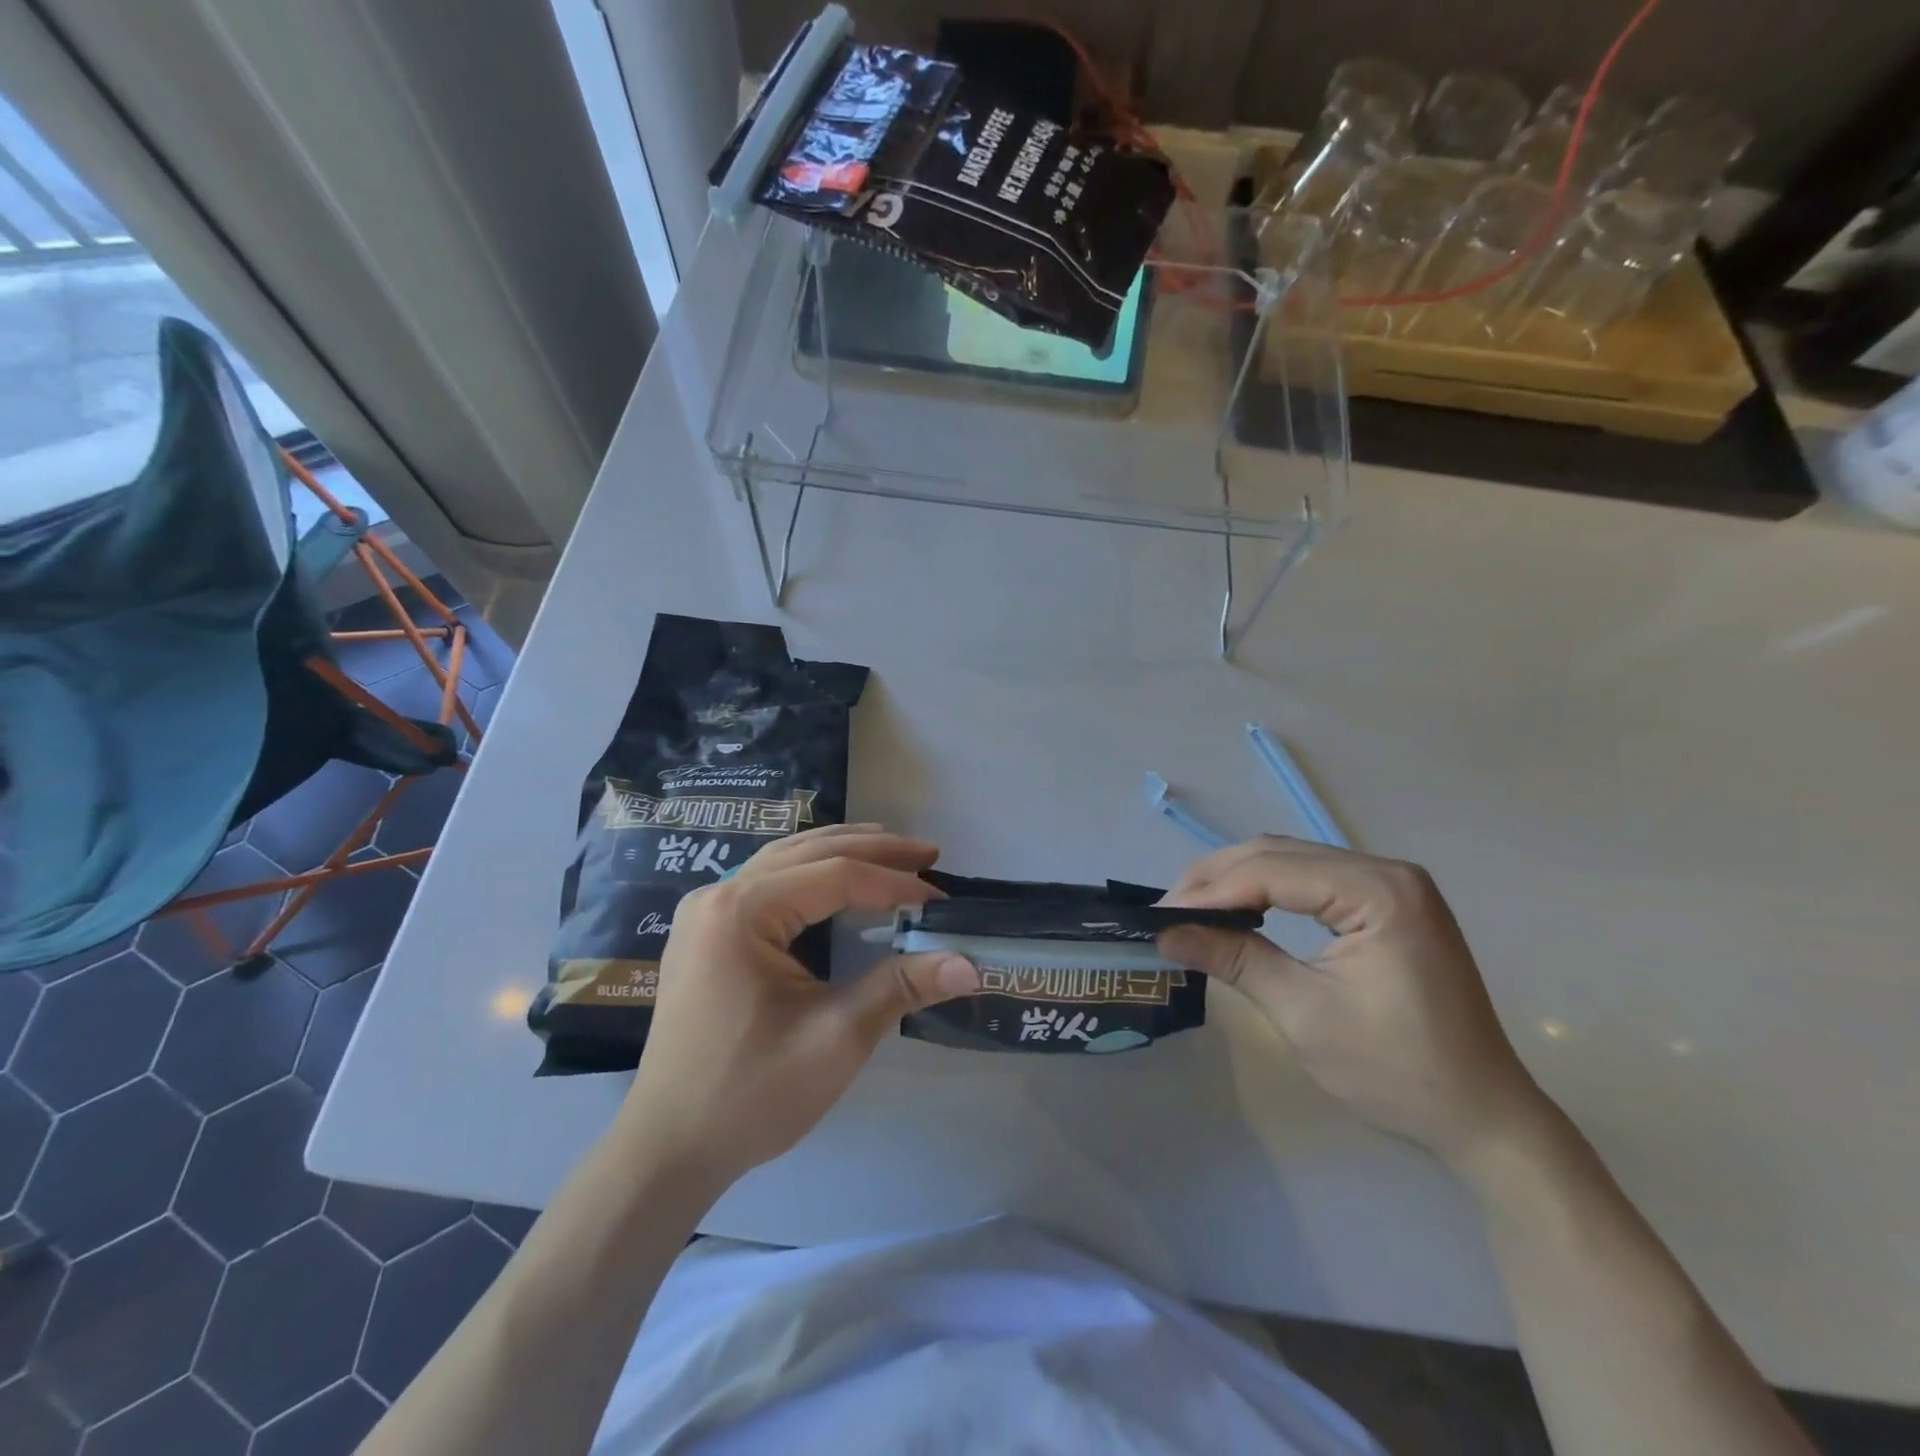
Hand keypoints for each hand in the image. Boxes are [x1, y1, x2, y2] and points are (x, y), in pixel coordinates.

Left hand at [619, 825, 979, 1188]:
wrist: (668, 1149)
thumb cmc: (750, 1094)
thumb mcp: (835, 1039)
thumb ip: (901, 988)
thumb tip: (971, 965)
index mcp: (741, 911)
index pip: (834, 875)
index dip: (893, 882)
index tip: (940, 896)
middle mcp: (718, 895)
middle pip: (808, 852)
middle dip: (873, 850)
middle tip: (928, 855)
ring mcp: (705, 912)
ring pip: (785, 859)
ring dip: (841, 852)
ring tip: (892, 851)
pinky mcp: (705, 932)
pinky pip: (767, 881)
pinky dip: (810, 872)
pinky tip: (837, 880)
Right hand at [1159, 837, 1547, 1164]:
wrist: (1483, 1118)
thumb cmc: (1397, 1071)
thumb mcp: (1304, 1012)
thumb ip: (1234, 960)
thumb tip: (1165, 934)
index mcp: (1379, 891)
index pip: (1274, 871)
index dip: (1211, 890)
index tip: (1159, 914)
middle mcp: (1388, 872)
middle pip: (1281, 854)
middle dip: (1218, 878)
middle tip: (1168, 909)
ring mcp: (1392, 886)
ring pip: (1294, 862)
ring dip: (1239, 881)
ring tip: (1192, 908)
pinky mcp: (1390, 905)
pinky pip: (1314, 881)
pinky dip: (1269, 891)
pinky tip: (1241, 910)